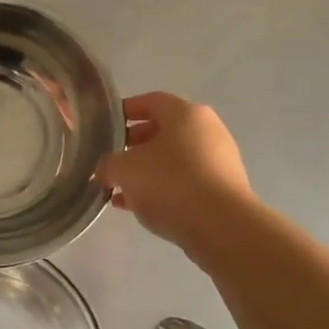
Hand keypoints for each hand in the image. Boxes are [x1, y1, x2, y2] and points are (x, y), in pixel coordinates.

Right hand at [97, 92, 253, 254]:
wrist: (222, 227)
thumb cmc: (171, 183)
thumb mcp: (125, 170)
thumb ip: (108, 165)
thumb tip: (105, 171)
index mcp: (186, 113)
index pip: (150, 101)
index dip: (124, 111)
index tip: (105, 126)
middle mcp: (207, 130)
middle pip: (163, 131)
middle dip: (133, 145)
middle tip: (111, 161)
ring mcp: (219, 160)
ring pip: (173, 159)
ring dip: (146, 171)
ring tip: (121, 190)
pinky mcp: (224, 189)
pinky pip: (186, 181)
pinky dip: (163, 189)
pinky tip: (140, 207)